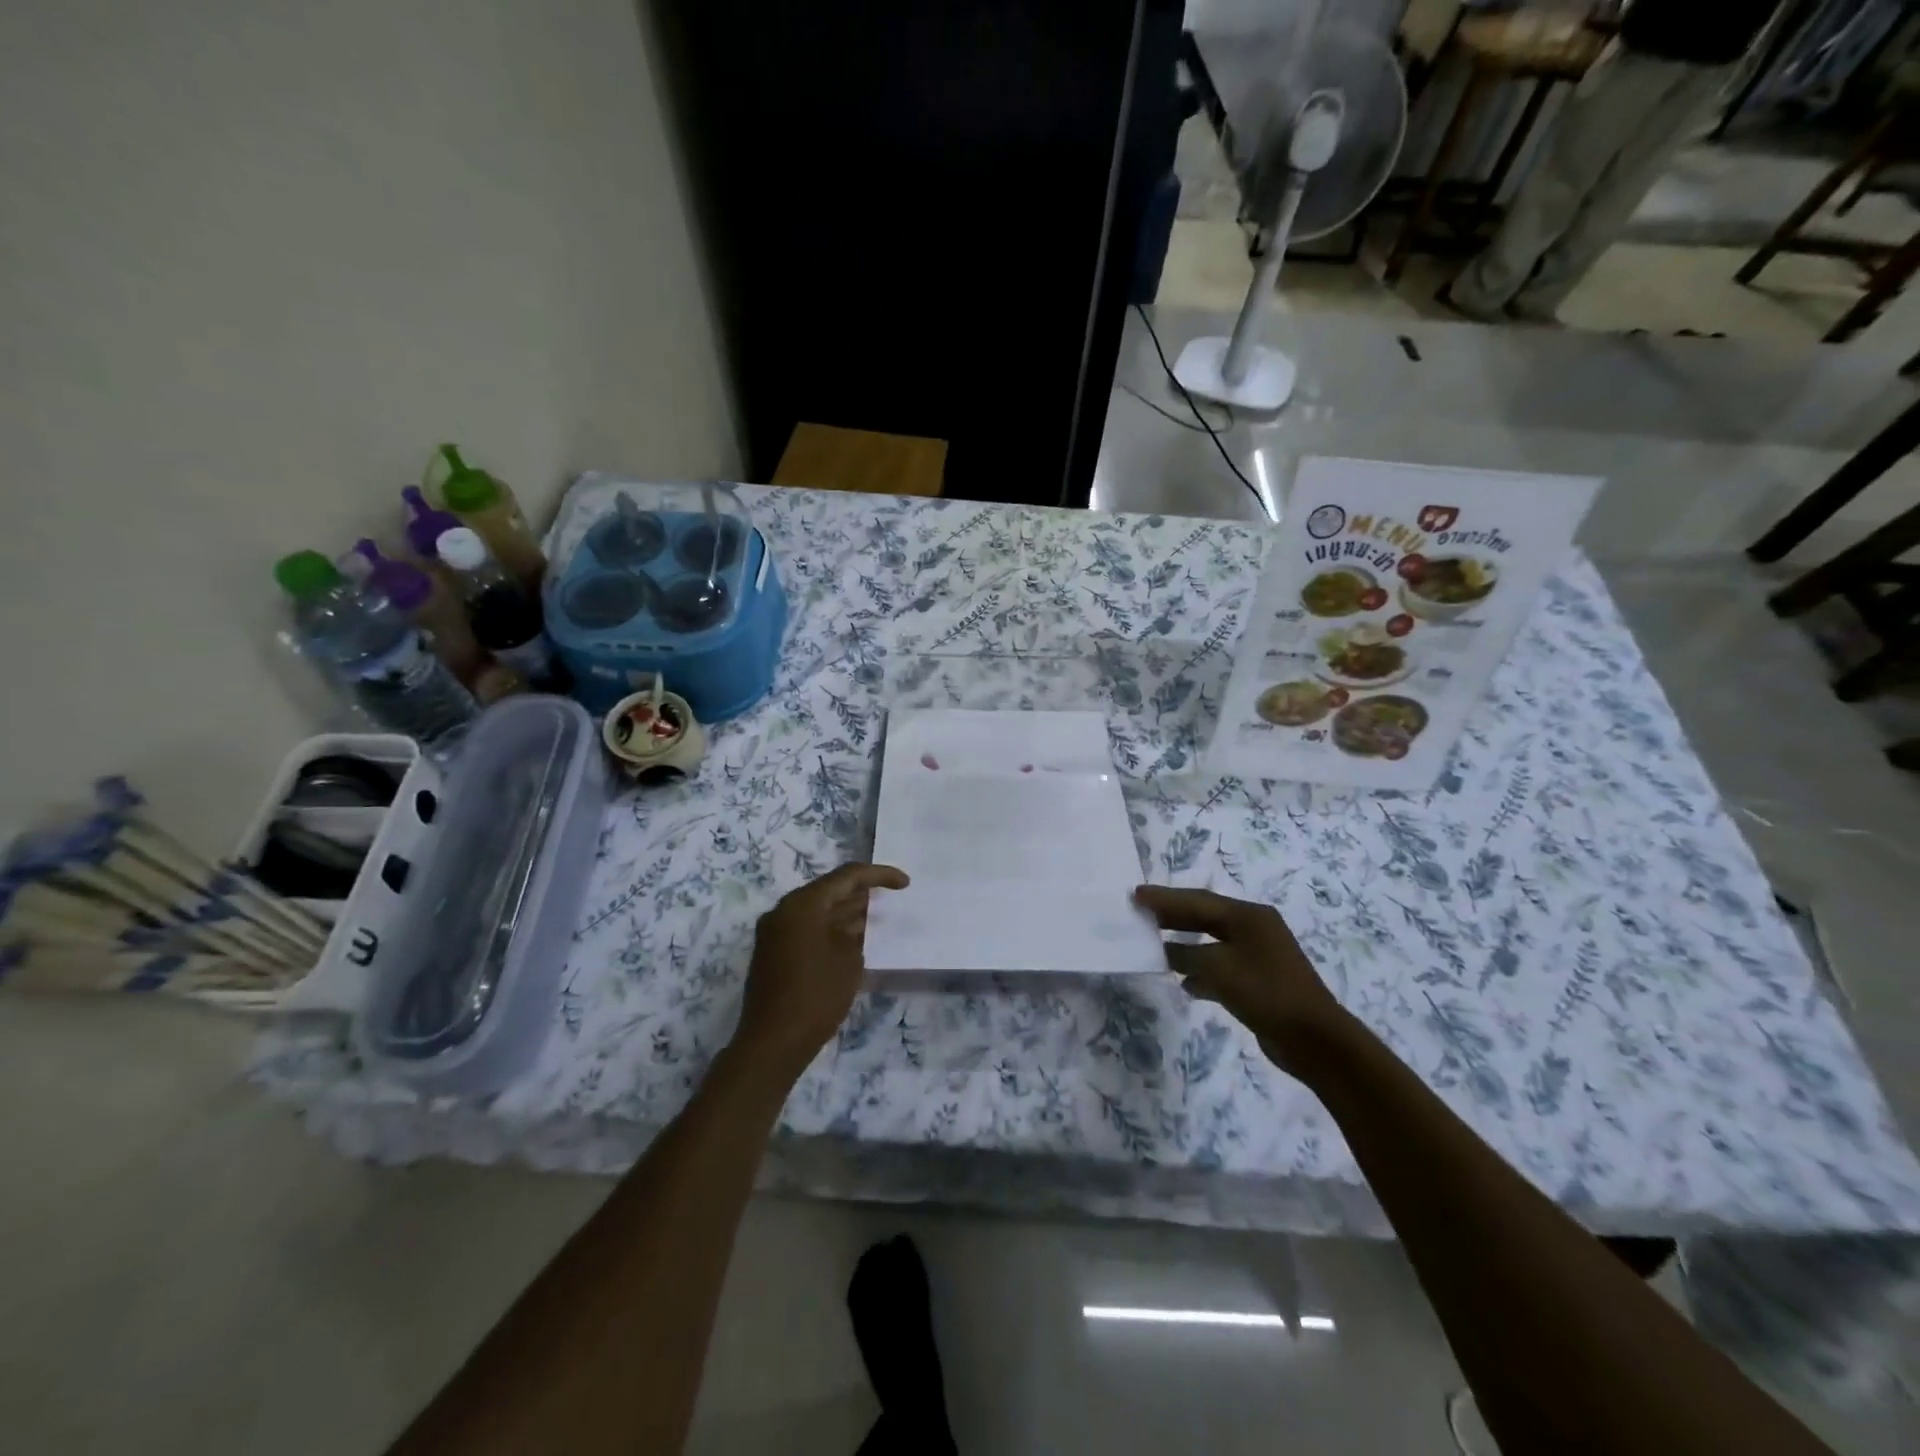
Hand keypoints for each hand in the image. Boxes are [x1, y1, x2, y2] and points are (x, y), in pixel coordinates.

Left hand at [734, 863, 909, 1077]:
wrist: (773, 1042)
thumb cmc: (817, 995)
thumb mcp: (849, 958)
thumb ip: (856, 930)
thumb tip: (855, 921)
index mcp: (802, 904)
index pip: (847, 876)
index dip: (879, 875)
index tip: (905, 883)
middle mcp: (784, 910)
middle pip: (829, 890)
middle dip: (861, 892)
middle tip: (891, 898)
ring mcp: (775, 932)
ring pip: (817, 910)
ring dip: (846, 912)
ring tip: (877, 917)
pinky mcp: (773, 952)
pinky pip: (807, 928)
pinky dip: (831, 928)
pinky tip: (854, 939)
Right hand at [1133, 885, 1348, 1075]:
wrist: (1315, 1040)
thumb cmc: (1266, 993)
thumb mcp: (1219, 968)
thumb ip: (1187, 954)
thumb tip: (1166, 951)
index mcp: (1249, 916)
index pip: (1198, 900)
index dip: (1164, 898)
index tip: (1135, 895)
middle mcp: (1254, 929)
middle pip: (1205, 916)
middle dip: (1172, 915)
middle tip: (1139, 912)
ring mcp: (1258, 955)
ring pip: (1211, 942)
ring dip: (1183, 943)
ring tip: (1153, 942)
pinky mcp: (1258, 981)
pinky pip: (1220, 966)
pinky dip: (1200, 970)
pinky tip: (1184, 981)